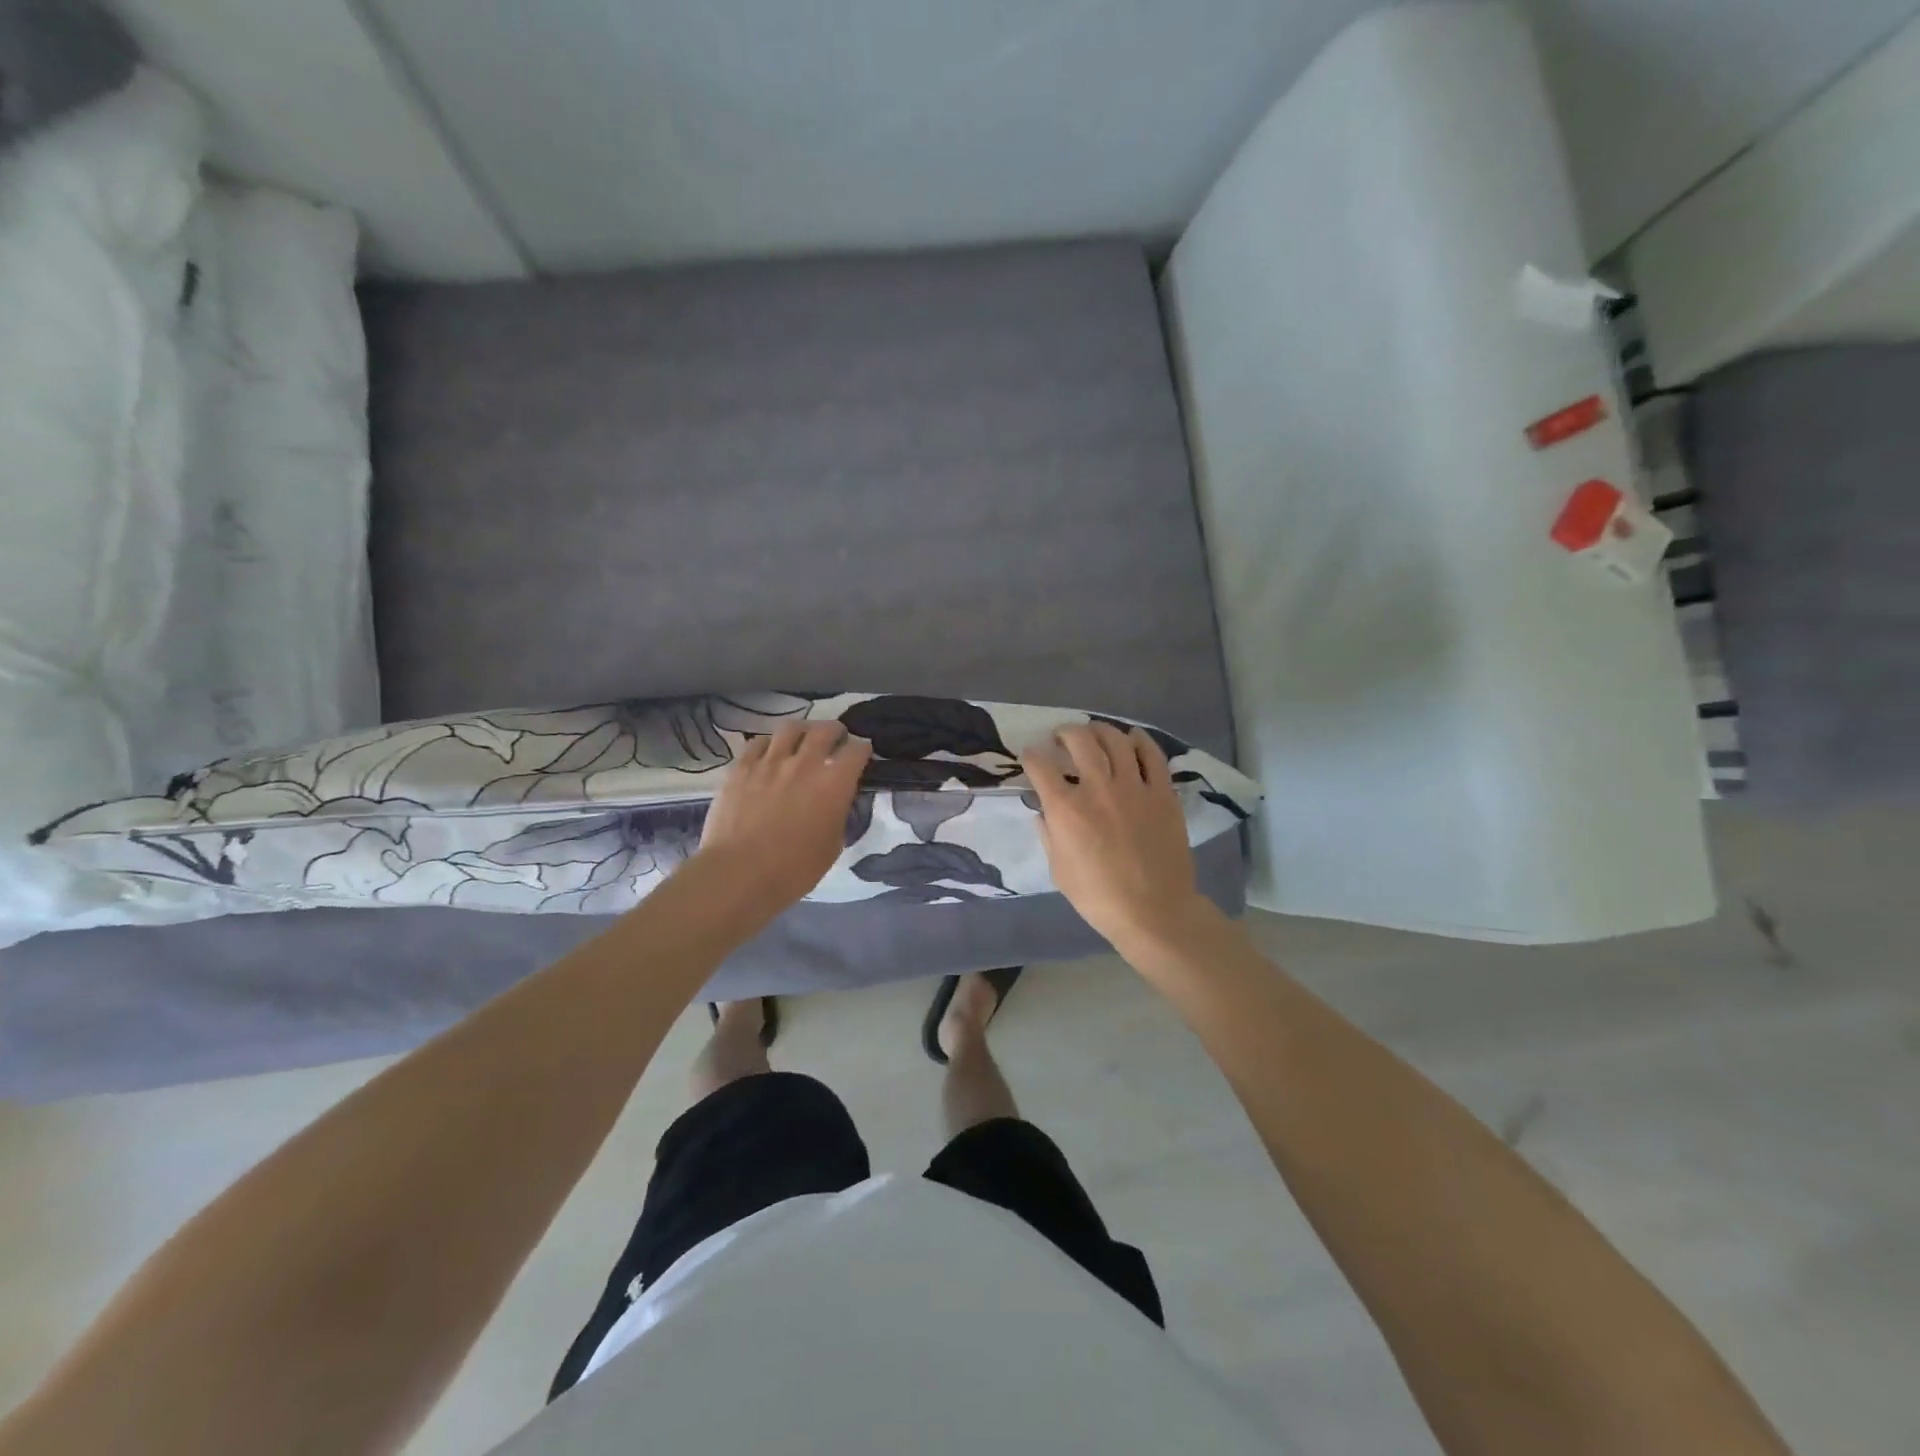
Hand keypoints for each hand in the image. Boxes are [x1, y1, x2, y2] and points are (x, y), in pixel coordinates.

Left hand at [694, 721, 872, 916]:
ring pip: (791, 728)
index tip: (862, 756)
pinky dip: (770, 744)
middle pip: (826, 730)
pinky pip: (758, 743)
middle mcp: (805, 763)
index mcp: (834, 783)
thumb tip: (836, 802)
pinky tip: (770, 753)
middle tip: (836, 739)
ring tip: (802, 739)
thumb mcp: (833, 845)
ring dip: (803, 731)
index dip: (863, 751)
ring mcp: (770, 761)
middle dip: (836, 731)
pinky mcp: (741, 767)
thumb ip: (838, 815)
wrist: (740, 873)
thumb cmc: (794, 869)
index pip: (857, 751)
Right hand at [1021, 723, 1215, 952]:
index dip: (1031, 756)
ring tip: (1093, 733)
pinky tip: (1131, 738)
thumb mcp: (1058, 870)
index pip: (1040, 766)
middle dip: (1064, 732)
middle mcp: (1097, 788)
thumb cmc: (1099, 897)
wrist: (1154, 911)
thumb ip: (1048, 834)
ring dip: (1099, 730)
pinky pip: (1152, 755)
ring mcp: (1134, 787)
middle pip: (1078, 740)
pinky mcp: (1162, 792)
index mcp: (1066, 809)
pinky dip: (1139, 740)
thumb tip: (1042, 811)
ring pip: (1115, 740)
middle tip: (1061, 738)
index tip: (1031, 756)